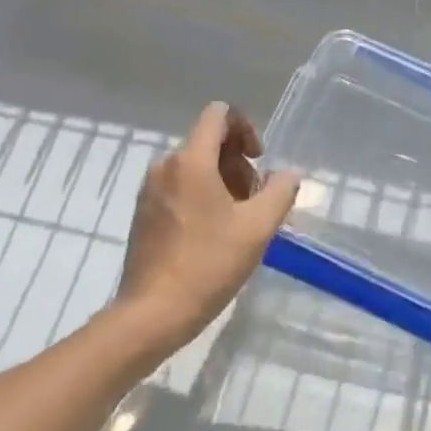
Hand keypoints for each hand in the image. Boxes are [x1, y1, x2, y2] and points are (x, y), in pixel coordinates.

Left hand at [113, 102, 300, 355]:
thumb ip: (280, 192)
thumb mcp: (257, 229)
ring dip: (221, 181)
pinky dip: (200, 196)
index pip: (219, 114)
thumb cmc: (207, 265)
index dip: (245, 128)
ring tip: (236, 221)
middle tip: (253, 200)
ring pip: (194, 165)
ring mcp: (150, 189)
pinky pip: (179, 186)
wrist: (151, 315)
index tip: (258, 160)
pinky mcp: (143, 212)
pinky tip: (213, 234)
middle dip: (237, 163)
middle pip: (209, 141)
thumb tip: (287, 174)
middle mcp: (166, 165)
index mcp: (191, 160)